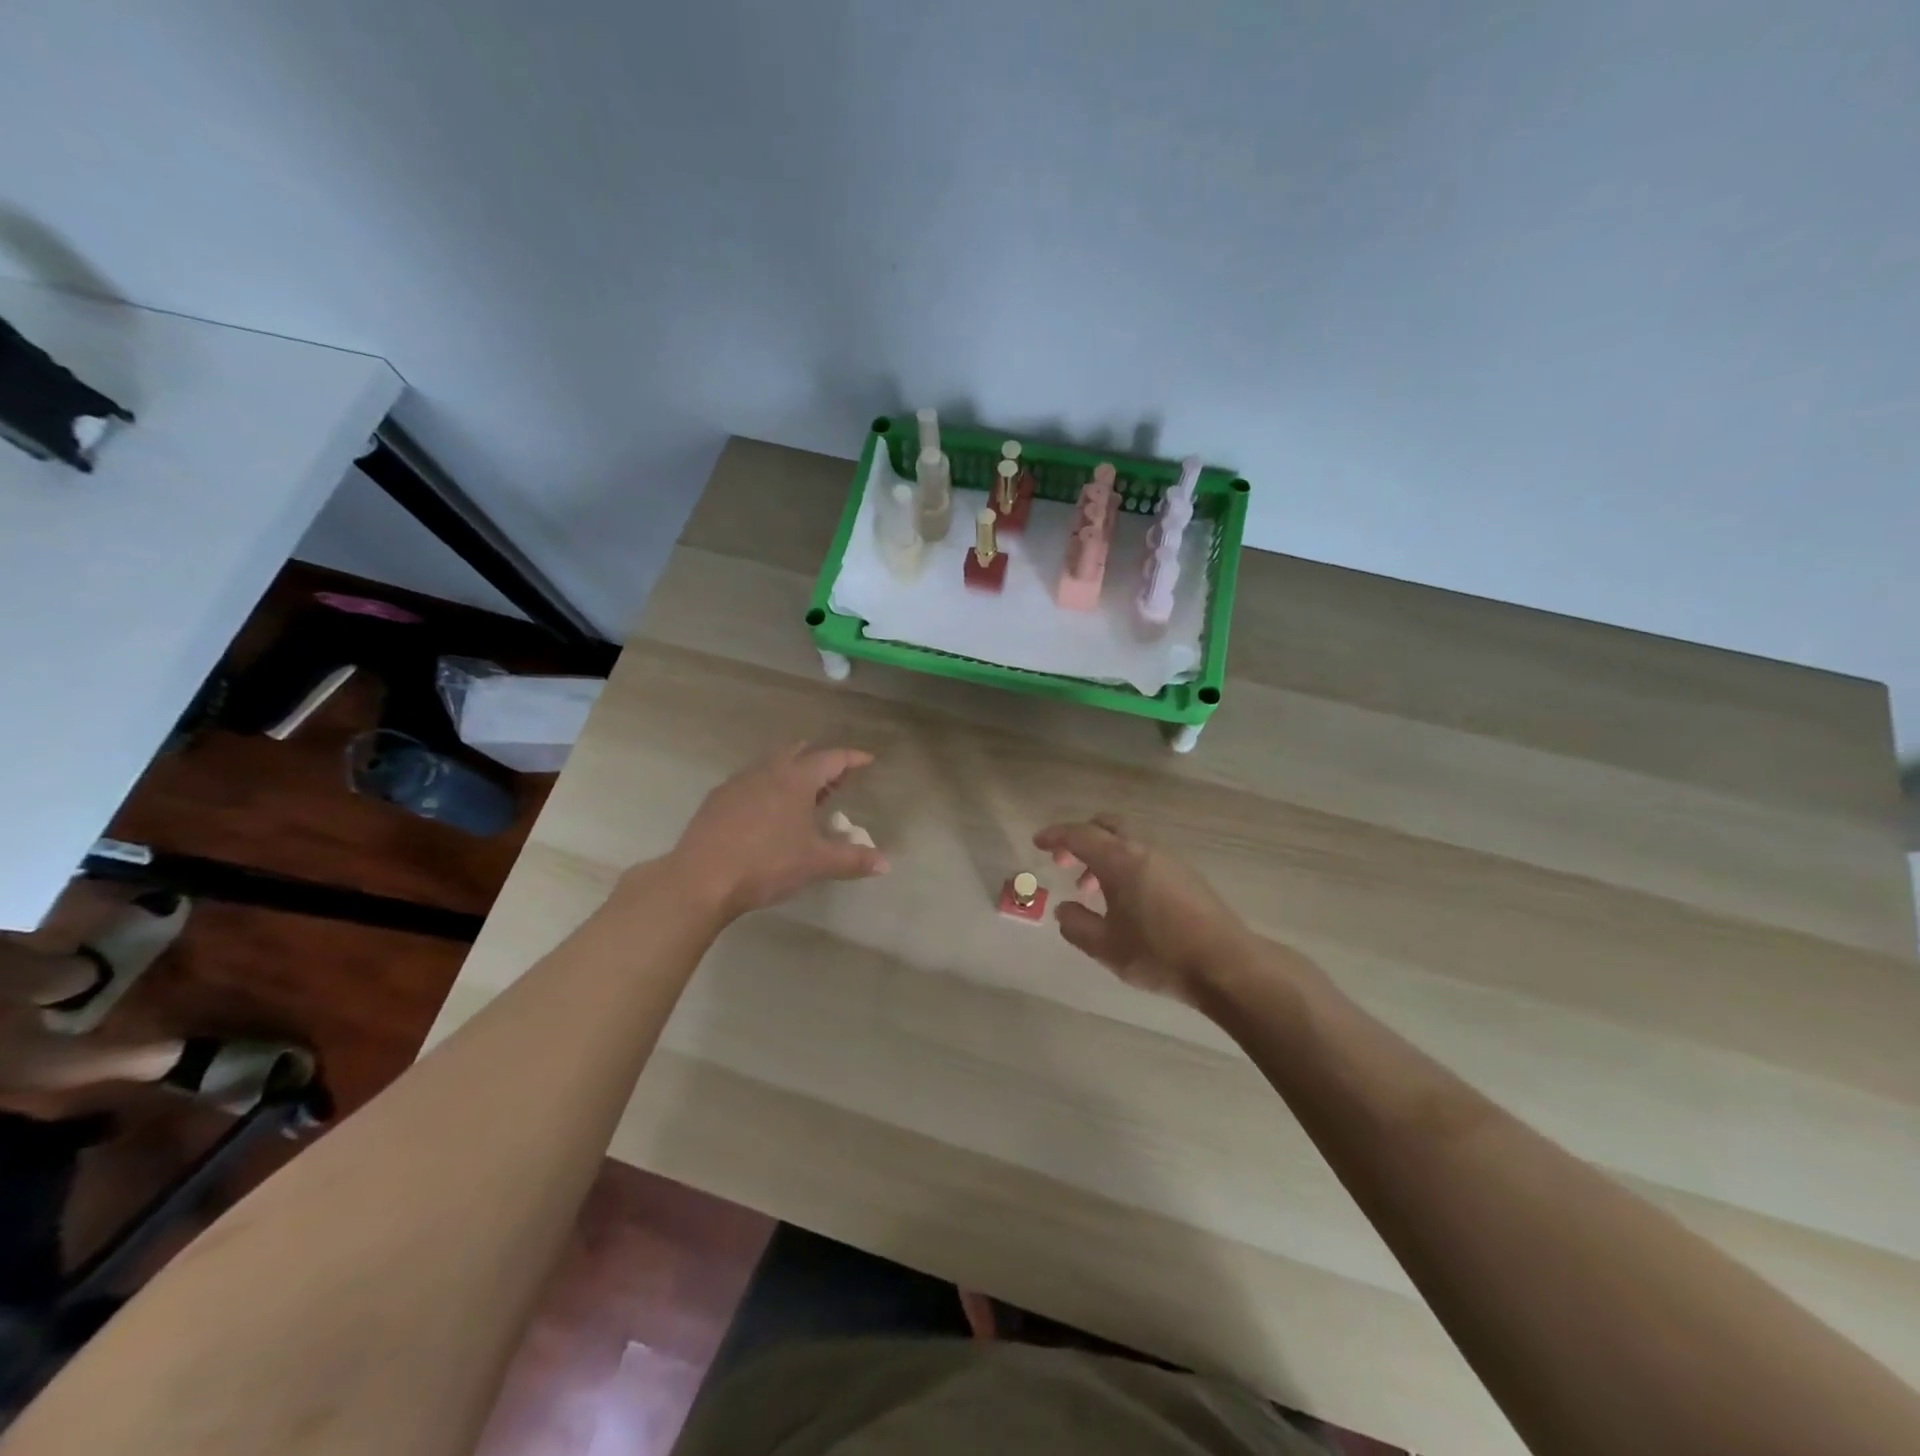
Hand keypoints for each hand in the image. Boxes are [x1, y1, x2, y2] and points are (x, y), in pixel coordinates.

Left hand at [668, 744, 886, 918]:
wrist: (700, 879)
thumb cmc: (766, 864)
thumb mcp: (815, 863)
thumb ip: (852, 860)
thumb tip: (885, 863)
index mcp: (795, 780)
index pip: (831, 759)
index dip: (852, 759)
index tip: (867, 760)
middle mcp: (767, 772)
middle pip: (799, 753)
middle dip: (820, 762)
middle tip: (836, 780)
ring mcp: (738, 783)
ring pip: (772, 765)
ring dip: (792, 773)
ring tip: (804, 797)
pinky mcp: (717, 800)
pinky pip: (750, 782)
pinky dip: (768, 788)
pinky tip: (767, 813)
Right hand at [1033, 815, 1256, 1004]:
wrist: (1226, 964)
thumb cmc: (1159, 953)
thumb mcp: (1106, 947)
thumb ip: (1077, 925)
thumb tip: (1064, 909)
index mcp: (1120, 860)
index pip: (1079, 835)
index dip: (1055, 836)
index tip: (1038, 842)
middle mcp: (1143, 850)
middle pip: (1106, 826)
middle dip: (1081, 838)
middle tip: (1064, 861)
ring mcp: (1169, 860)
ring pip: (1127, 842)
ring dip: (1104, 856)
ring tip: (1091, 890)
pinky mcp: (1186, 875)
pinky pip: (1144, 857)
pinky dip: (1125, 866)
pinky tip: (1125, 901)